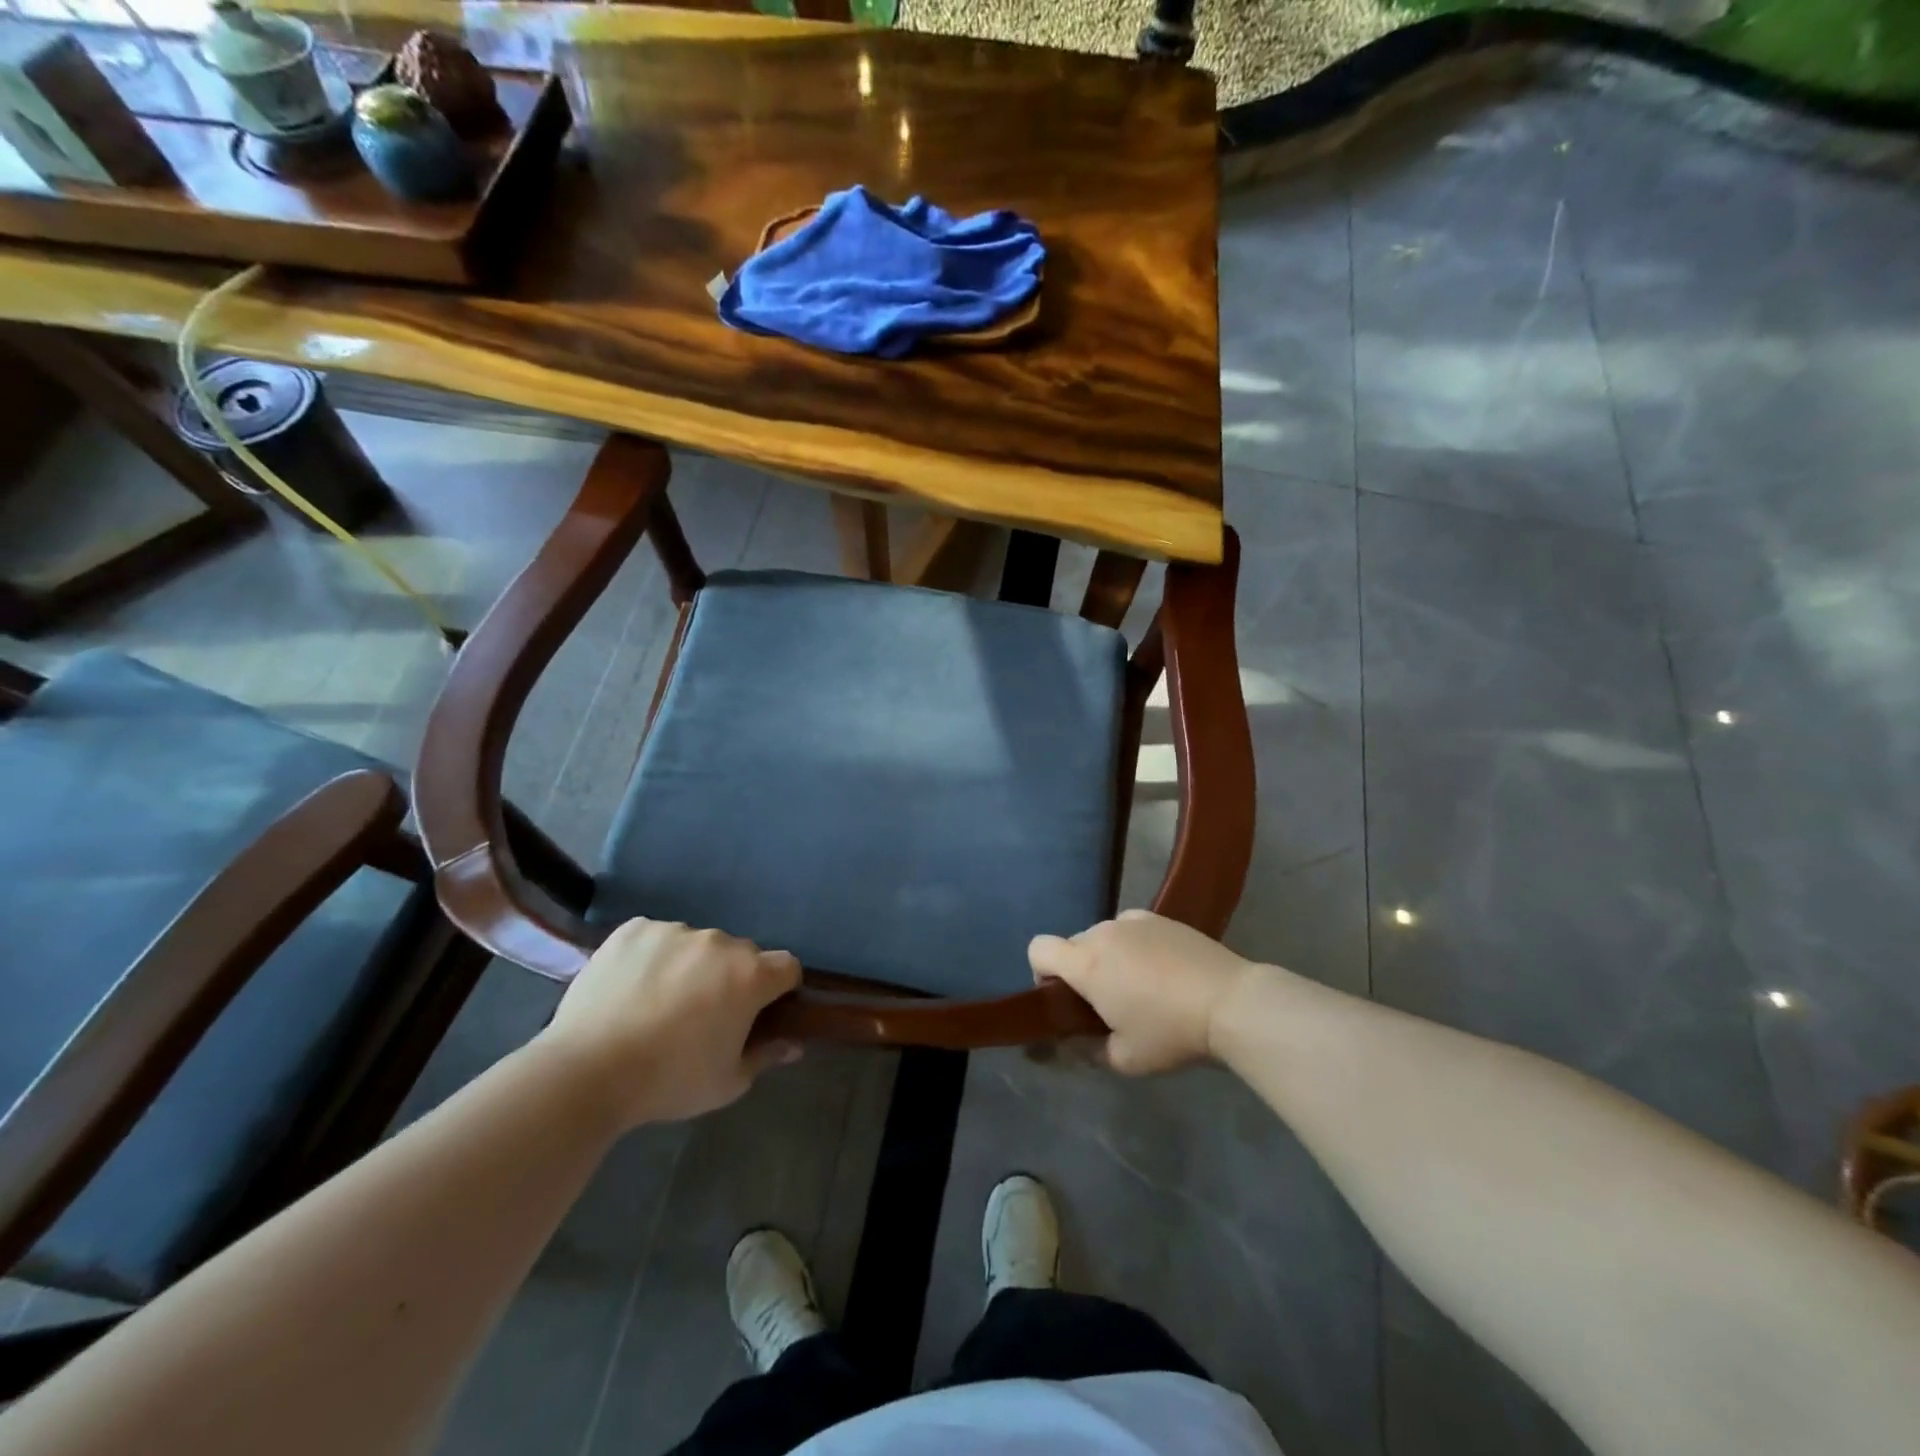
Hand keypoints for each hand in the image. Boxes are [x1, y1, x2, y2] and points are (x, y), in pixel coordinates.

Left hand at [535, 918, 802, 1128]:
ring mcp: (674, 930)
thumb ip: (766, 1056)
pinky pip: (657, 937)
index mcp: (750, 975)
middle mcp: (719, 942)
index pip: (787, 966)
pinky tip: (632, 987)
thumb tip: (794, 1044)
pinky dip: (653, 957)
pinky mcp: (634, 929)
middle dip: (732, 977)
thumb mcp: (727, 1082)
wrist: (586, 1072)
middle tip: (705, 1014)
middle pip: (741, 953)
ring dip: (692, 965)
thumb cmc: (668, 1081)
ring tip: (660, 1002)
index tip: (760, 1012)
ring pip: (697, 944)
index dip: (779, 989)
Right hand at [1029, 910, 1256, 1073]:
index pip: (1038, 948)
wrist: (1231, 1002)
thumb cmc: (1171, 1033)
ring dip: (1108, 958)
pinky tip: (1162, 971)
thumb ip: (1086, 1051)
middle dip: (1079, 971)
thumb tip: (1069, 1044)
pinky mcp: (1161, 918)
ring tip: (1140, 987)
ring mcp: (1134, 920)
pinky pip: (1131, 929)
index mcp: (1086, 963)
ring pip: (1103, 937)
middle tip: (1107, 1004)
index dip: (1041, 973)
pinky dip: (1134, 946)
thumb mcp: (1124, 1059)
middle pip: (1072, 945)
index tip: (1065, 1000)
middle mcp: (1103, 932)